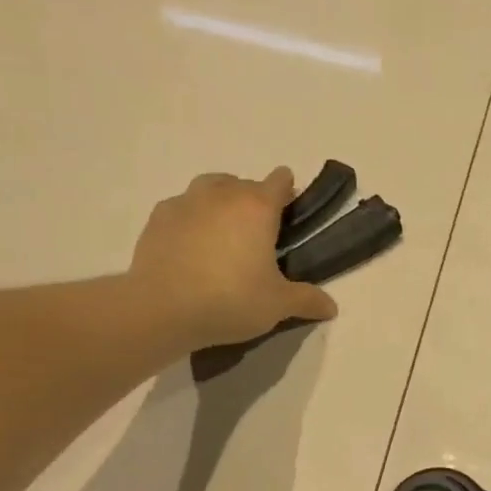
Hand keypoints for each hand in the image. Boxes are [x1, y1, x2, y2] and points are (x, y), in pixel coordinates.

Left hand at [131, 168, 339, 349]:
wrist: (162, 309)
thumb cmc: (231, 300)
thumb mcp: (277, 305)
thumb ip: (307, 300)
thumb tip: (331, 307)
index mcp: (258, 208)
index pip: (280, 181)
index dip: (288, 191)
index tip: (291, 211)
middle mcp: (222, 195)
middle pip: (244, 183)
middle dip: (255, 200)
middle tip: (259, 233)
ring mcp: (186, 202)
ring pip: (210, 187)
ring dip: (221, 200)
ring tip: (224, 232)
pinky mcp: (158, 218)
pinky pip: (182, 207)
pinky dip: (192, 218)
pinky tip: (192, 244)